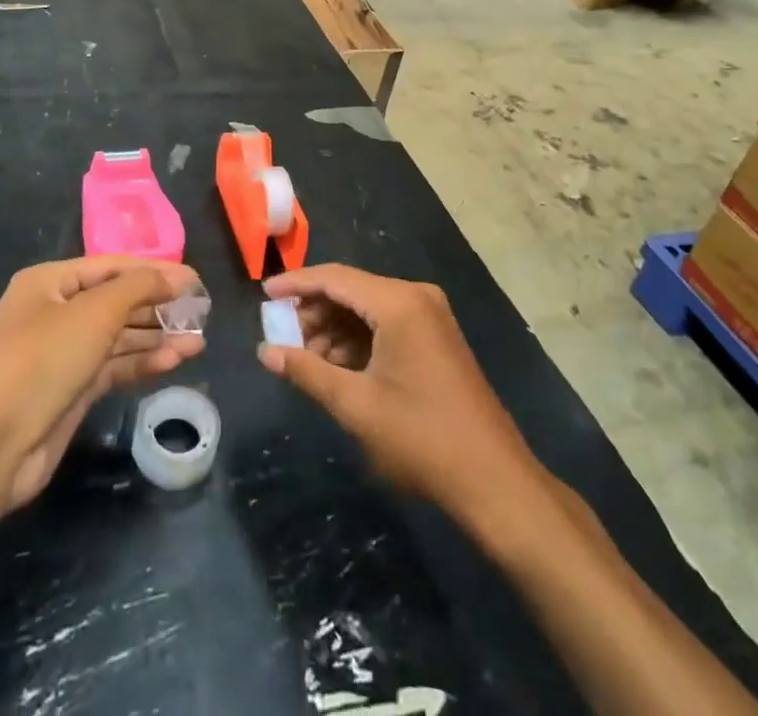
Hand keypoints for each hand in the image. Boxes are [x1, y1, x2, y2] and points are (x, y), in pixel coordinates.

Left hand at [0, 257, 204, 513]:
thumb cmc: (40, 362)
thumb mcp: (94, 313)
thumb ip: (139, 287)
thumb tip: (177, 278)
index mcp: (49, 282)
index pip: (112, 266)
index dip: (155, 271)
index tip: (195, 281)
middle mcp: (55, 312)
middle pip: (116, 301)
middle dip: (158, 305)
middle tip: (201, 313)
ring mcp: (62, 353)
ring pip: (118, 336)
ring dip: (156, 336)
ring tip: (198, 341)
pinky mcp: (70, 390)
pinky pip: (113, 366)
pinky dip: (143, 362)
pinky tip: (175, 361)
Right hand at [257, 263, 536, 520]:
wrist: (494, 480)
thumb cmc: (421, 438)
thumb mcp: (356, 405)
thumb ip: (307, 371)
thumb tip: (266, 352)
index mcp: (398, 302)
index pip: (335, 277)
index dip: (296, 284)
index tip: (263, 294)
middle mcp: (416, 296)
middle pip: (351, 289)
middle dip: (314, 311)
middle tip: (283, 338)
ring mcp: (430, 315)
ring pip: (367, 307)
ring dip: (334, 329)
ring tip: (306, 360)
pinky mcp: (436, 336)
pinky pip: (386, 323)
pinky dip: (358, 339)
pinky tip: (337, 367)